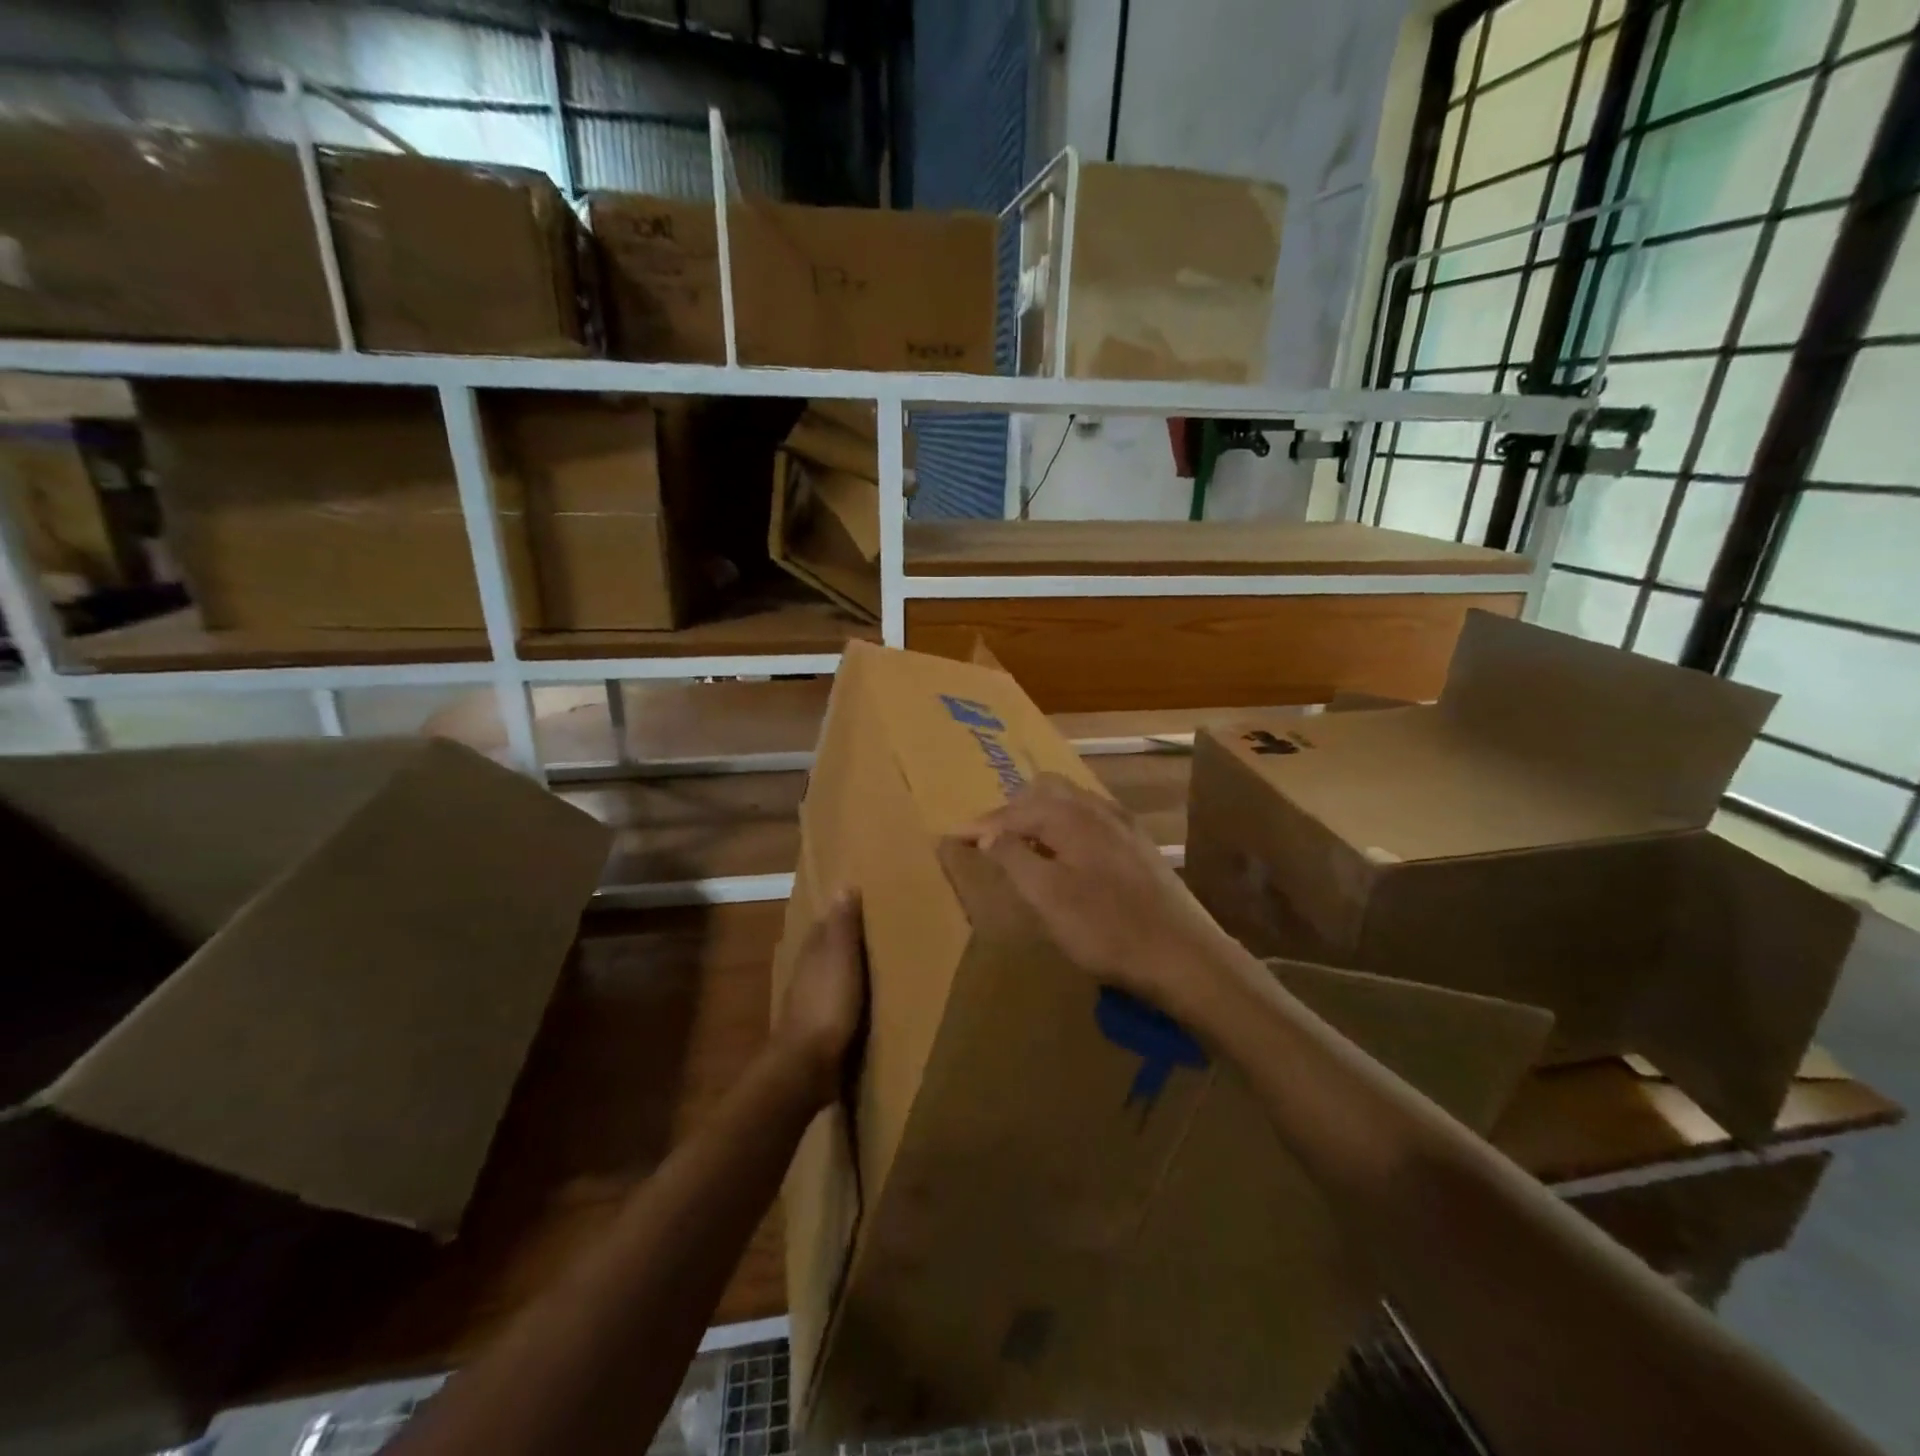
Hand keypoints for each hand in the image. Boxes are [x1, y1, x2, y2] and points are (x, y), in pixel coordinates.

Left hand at [772, 889, 867, 1108]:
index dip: (840, 915)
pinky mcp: (813, 1031)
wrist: (805, 1064)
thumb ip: (843, 926)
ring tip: (864, 967)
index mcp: (812, 954)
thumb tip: (843, 886)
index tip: (859, 904)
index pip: (824, 926)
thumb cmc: (828, 1004)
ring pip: (824, 978)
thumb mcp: (841, 958)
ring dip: (839, 971)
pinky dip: (840, 998)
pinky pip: (829, 1005)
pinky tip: (854, 1003)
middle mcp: (805, 975)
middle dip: (839, 942)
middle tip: (866, 933)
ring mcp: (805, 1004)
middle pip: (822, 951)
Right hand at [955, 773, 1248, 1019]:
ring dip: (1042, 815)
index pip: (1014, 809)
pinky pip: (1092, 819)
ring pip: (1072, 802)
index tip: (957, 838)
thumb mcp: (1046, 897)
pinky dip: (1068, 827)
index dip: (983, 824)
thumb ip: (1013, 858)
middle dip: (1014, 808)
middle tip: (992, 838)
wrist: (1183, 955)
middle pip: (1046, 789)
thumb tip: (988, 834)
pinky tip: (1068, 857)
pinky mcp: (1140, 847)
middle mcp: (1098, 809)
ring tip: (1024, 844)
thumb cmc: (1106, 928)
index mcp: (1071, 816)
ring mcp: (1124, 826)